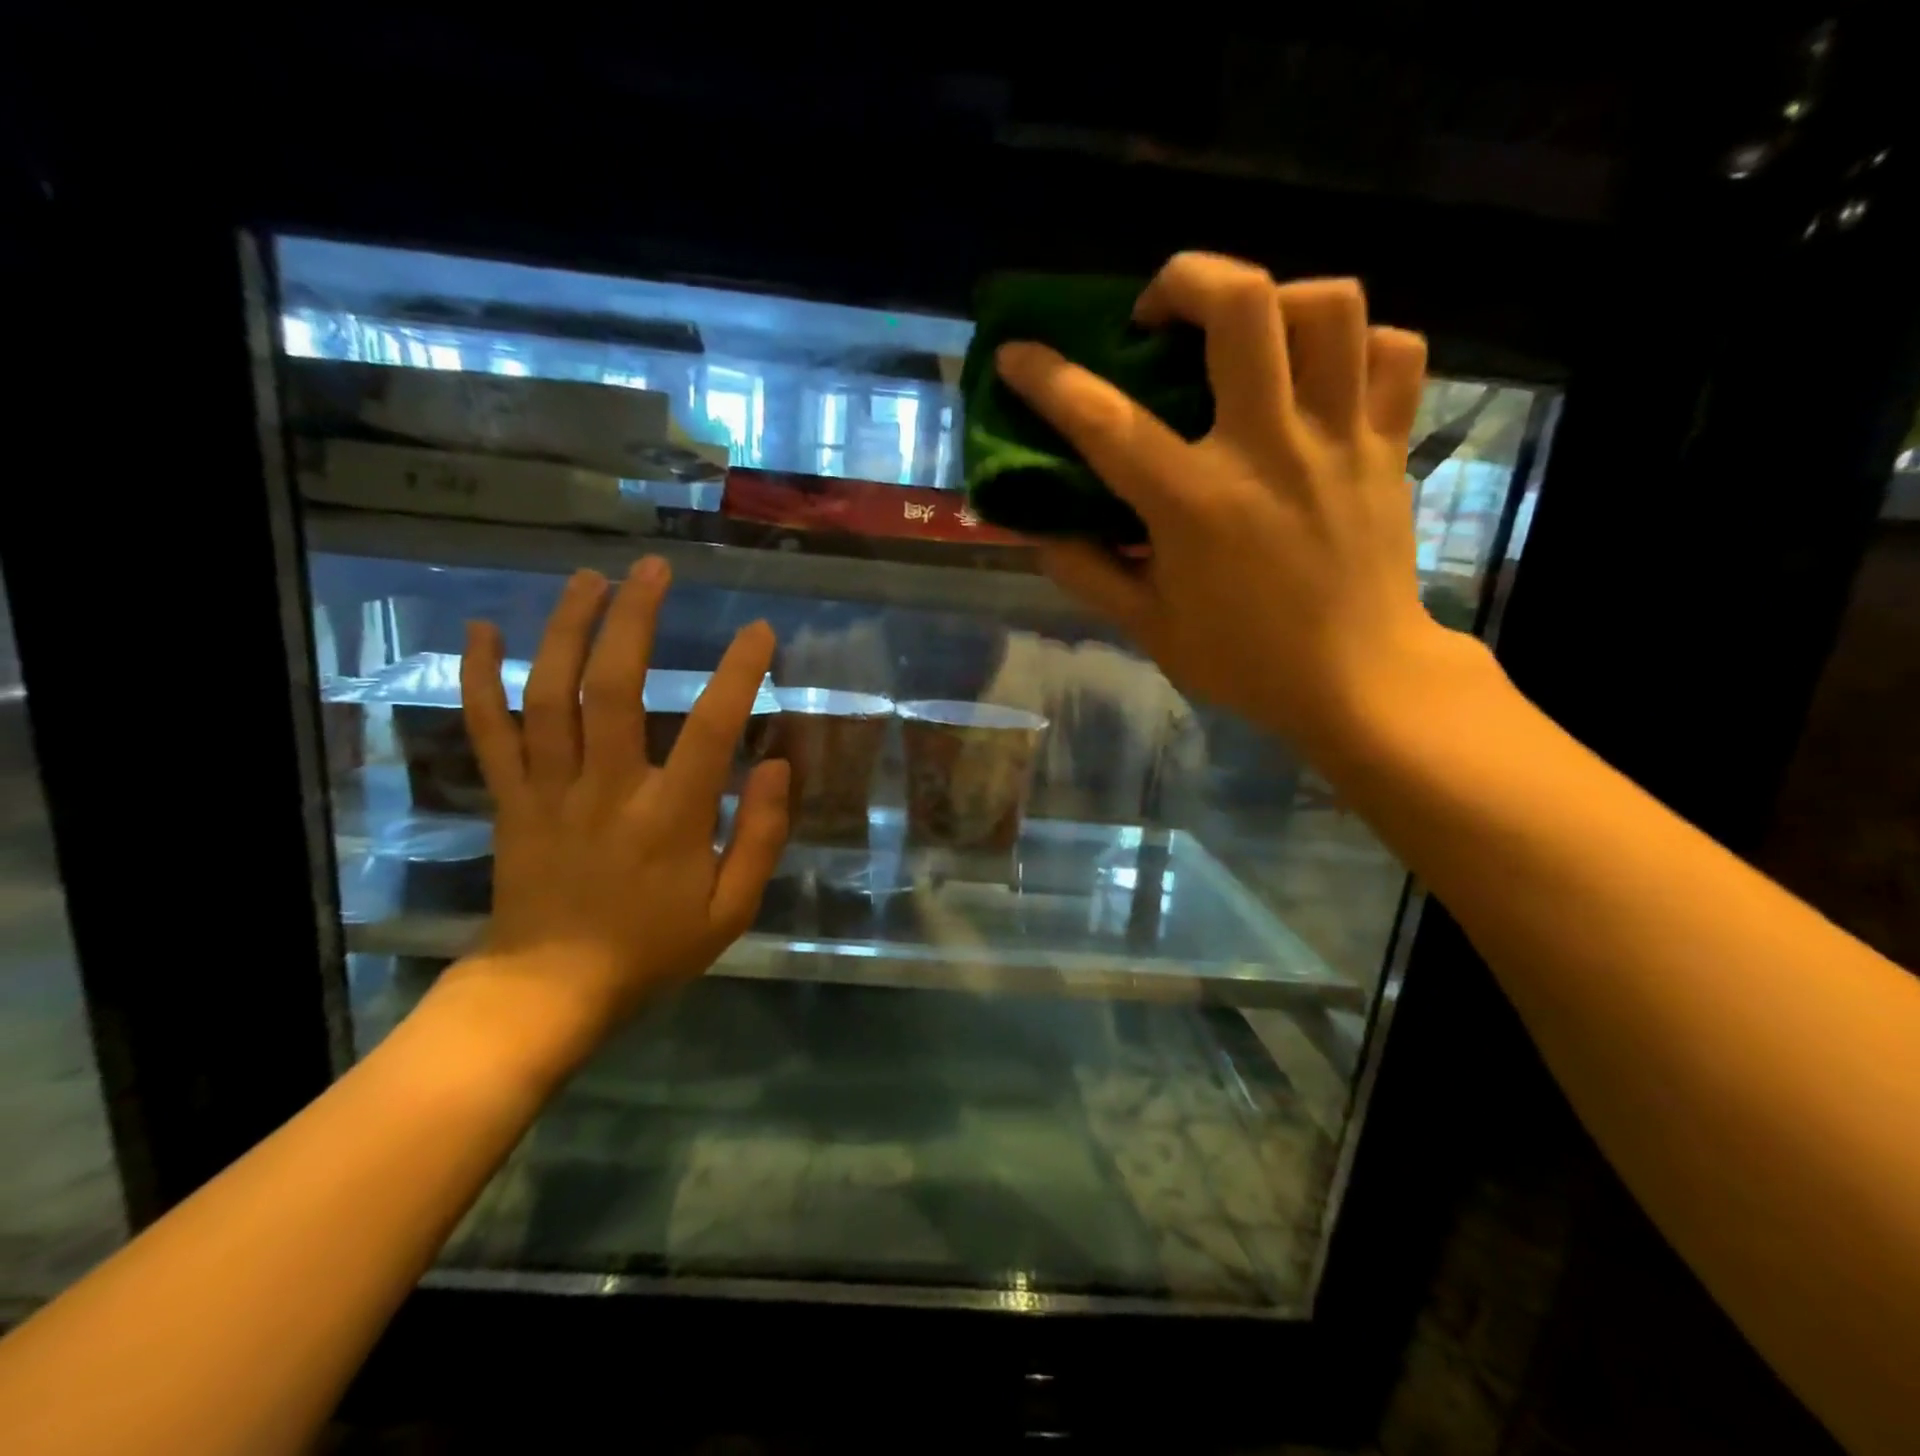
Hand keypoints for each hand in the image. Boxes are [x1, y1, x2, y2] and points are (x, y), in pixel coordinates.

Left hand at [433, 559, 788, 1068]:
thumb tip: (778, 765)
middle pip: (614, 688)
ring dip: (567, 629)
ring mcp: (549, 790)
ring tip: (589, 578)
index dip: (738, 673)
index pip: (710, 729)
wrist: (549, 991)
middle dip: (634, 620)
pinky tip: (483, 628)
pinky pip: (487, 731)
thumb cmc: (652, 950)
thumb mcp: (731, 910)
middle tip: (653, 569)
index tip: (759, 631)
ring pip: (550, 695)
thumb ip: (761, 837)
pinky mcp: (509, 799)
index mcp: (670, 818)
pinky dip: (480, 678)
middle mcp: (607, 789)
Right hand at [996, 252, 1463, 759]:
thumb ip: (1088, 572)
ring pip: (1329, 306)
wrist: (1358, 682)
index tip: (1017, 355)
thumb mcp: (1148, 628)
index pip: (1107, 420)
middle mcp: (1268, 449)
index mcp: (1196, 503)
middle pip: (1242, 304)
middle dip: (1185, 278)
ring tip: (1246, 334)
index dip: (1050, 378)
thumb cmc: (1244, 660)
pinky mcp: (1388, 445)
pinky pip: (1393, 352)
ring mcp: (1338, 439)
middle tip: (1158, 315)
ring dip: (1276, 298)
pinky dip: (1356, 344)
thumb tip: (1039, 529)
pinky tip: (1321, 373)